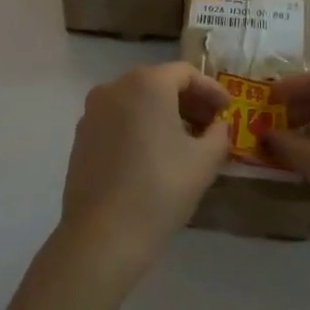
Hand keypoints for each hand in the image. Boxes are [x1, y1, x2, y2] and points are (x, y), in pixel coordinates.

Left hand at [58, 63, 231, 285]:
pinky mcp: (81, 136)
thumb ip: (219, 134)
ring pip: (136, 101)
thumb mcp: (204, 161)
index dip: (211, 90)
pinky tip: (152, 154)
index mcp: (147, 83)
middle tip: (210, 125)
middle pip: (158, 83)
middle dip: (187, 101)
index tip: (227, 110)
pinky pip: (118, 119)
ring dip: (162, 113)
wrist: (103, 236)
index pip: (186, 73)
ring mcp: (93, 111)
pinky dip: (139, 126)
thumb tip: (218, 125)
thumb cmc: (160, 190)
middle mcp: (115, 87)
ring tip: (184, 141)